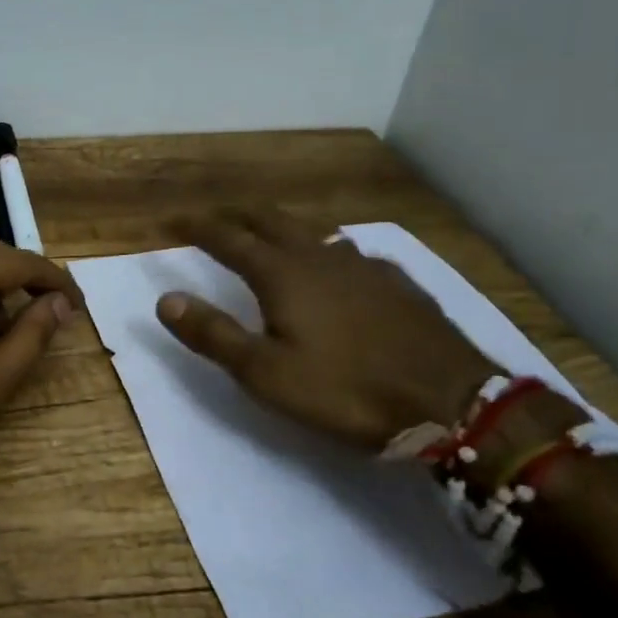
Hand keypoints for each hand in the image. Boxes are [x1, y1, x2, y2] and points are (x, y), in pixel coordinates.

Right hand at [155, 211, 495, 448]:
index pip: (227, 238)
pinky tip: (331, 266)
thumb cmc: (346, 390)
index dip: (195, 227)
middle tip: (214, 219)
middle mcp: (318, 255)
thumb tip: (165, 298)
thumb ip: (213, 334)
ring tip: (265, 234)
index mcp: (282, 273)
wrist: (452, 402)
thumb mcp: (265, 374)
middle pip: (269, 219)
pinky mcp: (395, 281)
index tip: (171, 221)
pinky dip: (320, 247)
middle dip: (235, 214)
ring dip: (278, 226)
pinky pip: (345, 249)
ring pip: (310, 229)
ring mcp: (362, 264)